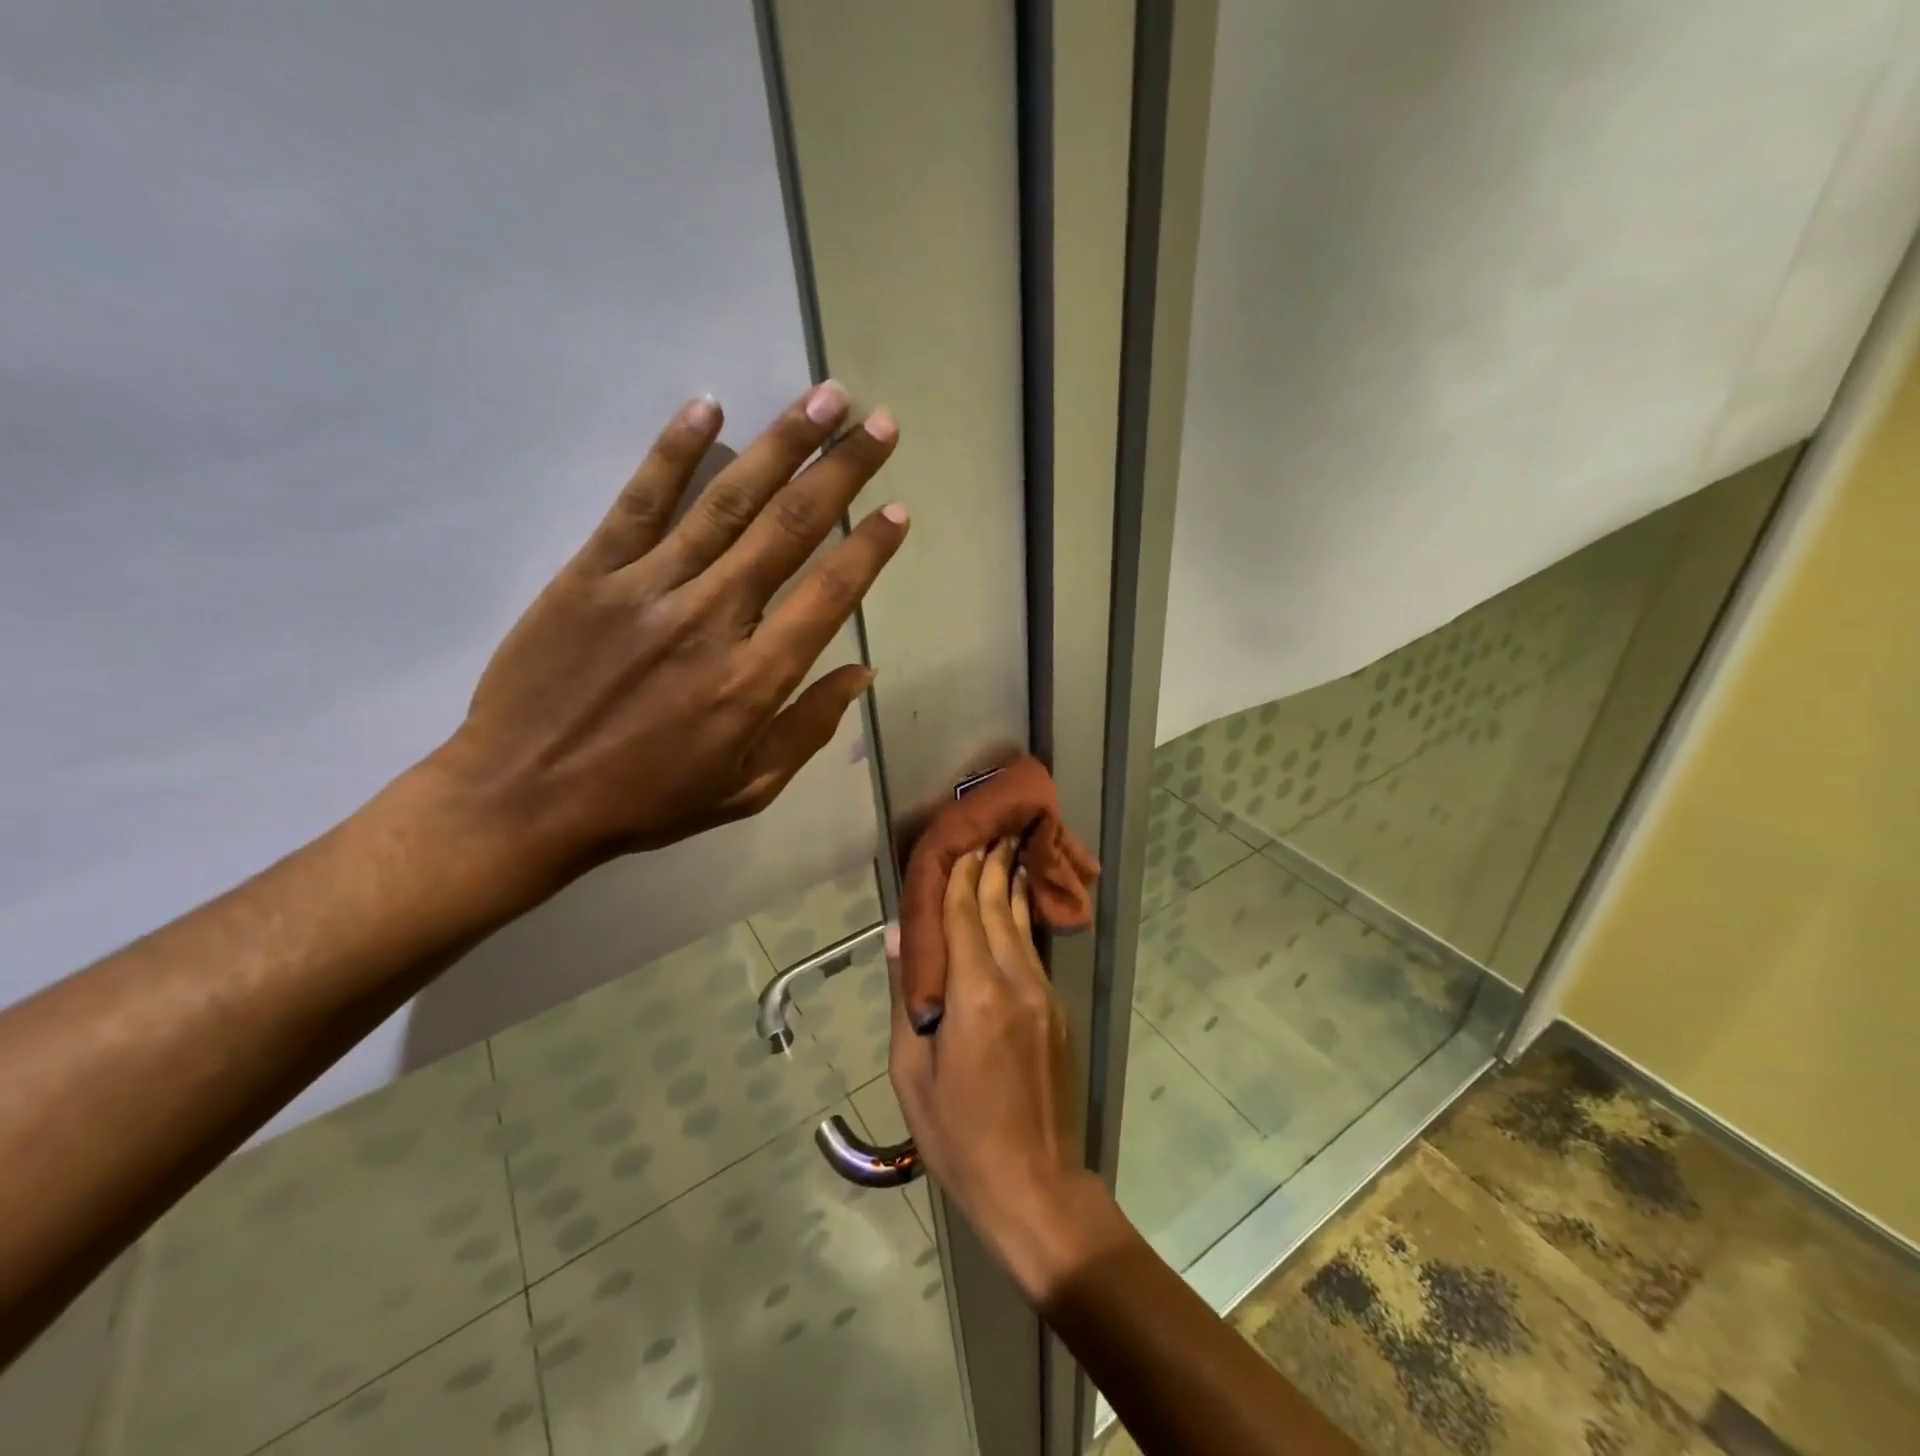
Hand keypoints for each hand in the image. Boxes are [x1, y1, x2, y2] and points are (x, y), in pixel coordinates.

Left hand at [426, 382, 904, 891]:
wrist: (522, 798)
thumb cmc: (646, 800)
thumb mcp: (747, 789)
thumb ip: (809, 728)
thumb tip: (861, 671)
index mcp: (753, 679)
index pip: (829, 594)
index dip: (869, 548)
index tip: (898, 509)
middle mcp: (711, 619)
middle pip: (790, 529)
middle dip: (842, 470)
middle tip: (881, 424)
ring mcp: (648, 588)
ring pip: (728, 501)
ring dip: (783, 444)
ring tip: (827, 398)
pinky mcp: (591, 572)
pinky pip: (640, 501)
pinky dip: (675, 451)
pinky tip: (709, 408)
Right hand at [888, 840, 1125, 1303]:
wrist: (1033, 1184)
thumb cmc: (957, 1133)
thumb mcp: (912, 1070)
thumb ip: (908, 996)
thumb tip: (901, 937)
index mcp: (974, 994)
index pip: (963, 916)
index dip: (959, 877)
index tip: (958, 843)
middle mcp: (1015, 982)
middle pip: (997, 909)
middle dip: (991, 867)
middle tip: (990, 830)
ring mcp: (1042, 994)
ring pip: (1021, 926)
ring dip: (1011, 886)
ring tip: (1009, 851)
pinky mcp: (1056, 1011)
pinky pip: (1033, 951)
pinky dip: (1021, 920)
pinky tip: (1017, 906)